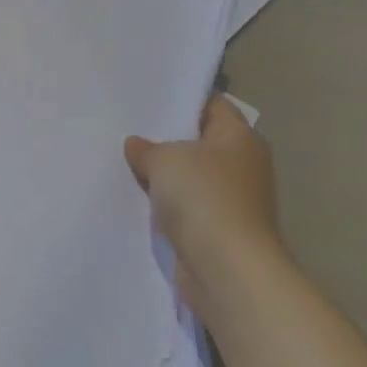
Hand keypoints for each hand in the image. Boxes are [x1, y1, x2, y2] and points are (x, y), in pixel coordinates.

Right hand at [125, 95, 282, 296]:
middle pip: (199, 142)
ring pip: (190, 177)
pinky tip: (135, 198)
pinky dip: (165, 205)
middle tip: (127, 128)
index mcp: (240, 138)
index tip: (147, 97)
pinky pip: (185, 207)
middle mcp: (243, 166)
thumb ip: (147, 148)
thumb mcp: (164, 158)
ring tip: (124, 161)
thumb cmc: (203, 197)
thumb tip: (137, 145)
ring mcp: (232, 201)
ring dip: (164, 176)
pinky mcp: (217, 231)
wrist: (225, 268)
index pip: (212, 105)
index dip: (182, 99)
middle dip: (166, 139)